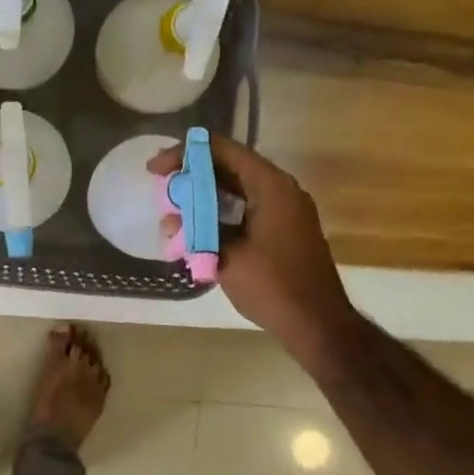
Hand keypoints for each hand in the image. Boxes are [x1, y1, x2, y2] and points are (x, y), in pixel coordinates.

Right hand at [149, 135, 354, 360]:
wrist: (318, 324)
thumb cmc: (272, 286)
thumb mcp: (226, 256)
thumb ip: (197, 230)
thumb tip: (171, 220)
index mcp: (271, 186)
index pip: (222, 150)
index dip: (184, 154)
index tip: (155, 170)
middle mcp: (281, 190)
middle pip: (230, 166)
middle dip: (192, 174)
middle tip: (160, 185)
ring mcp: (286, 210)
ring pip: (238, 189)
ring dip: (204, 196)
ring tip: (174, 211)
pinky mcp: (284, 230)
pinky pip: (247, 208)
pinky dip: (220, 213)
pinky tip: (197, 230)